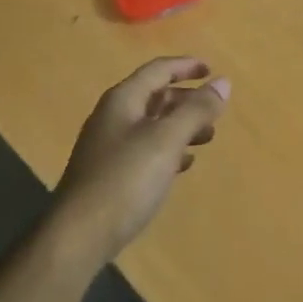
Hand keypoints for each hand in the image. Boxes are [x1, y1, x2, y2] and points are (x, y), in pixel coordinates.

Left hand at [54, 56, 229, 262]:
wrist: (79, 235)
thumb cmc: (125, 179)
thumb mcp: (166, 140)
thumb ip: (196, 110)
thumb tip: (223, 83)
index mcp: (123, 100)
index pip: (157, 71)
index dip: (186, 67)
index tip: (212, 70)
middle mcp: (113, 117)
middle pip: (154, 97)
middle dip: (186, 100)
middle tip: (214, 110)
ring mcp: (109, 147)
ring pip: (152, 125)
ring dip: (181, 126)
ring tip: (208, 137)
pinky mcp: (110, 174)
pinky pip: (145, 151)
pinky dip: (168, 150)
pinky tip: (184, 164)